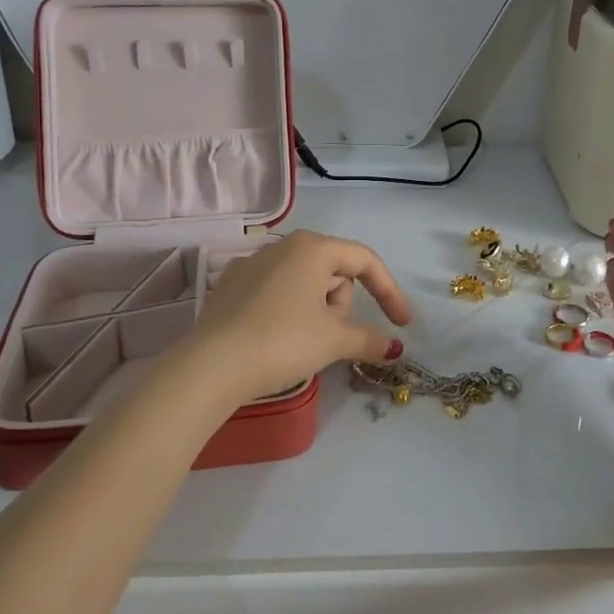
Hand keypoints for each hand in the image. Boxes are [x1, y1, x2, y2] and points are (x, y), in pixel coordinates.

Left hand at [182, 230, 412, 409]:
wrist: (212, 366)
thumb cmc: (282, 341)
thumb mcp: (333, 340)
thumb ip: (369, 339)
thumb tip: (394, 347)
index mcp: (312, 248)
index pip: (364, 261)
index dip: (389, 291)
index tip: (402, 323)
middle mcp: (282, 246)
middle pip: (334, 272)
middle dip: (341, 306)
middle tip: (331, 338)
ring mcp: (252, 264)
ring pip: (305, 283)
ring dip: (316, 310)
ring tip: (301, 343)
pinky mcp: (231, 286)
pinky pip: (276, 293)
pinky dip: (288, 311)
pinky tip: (275, 338)